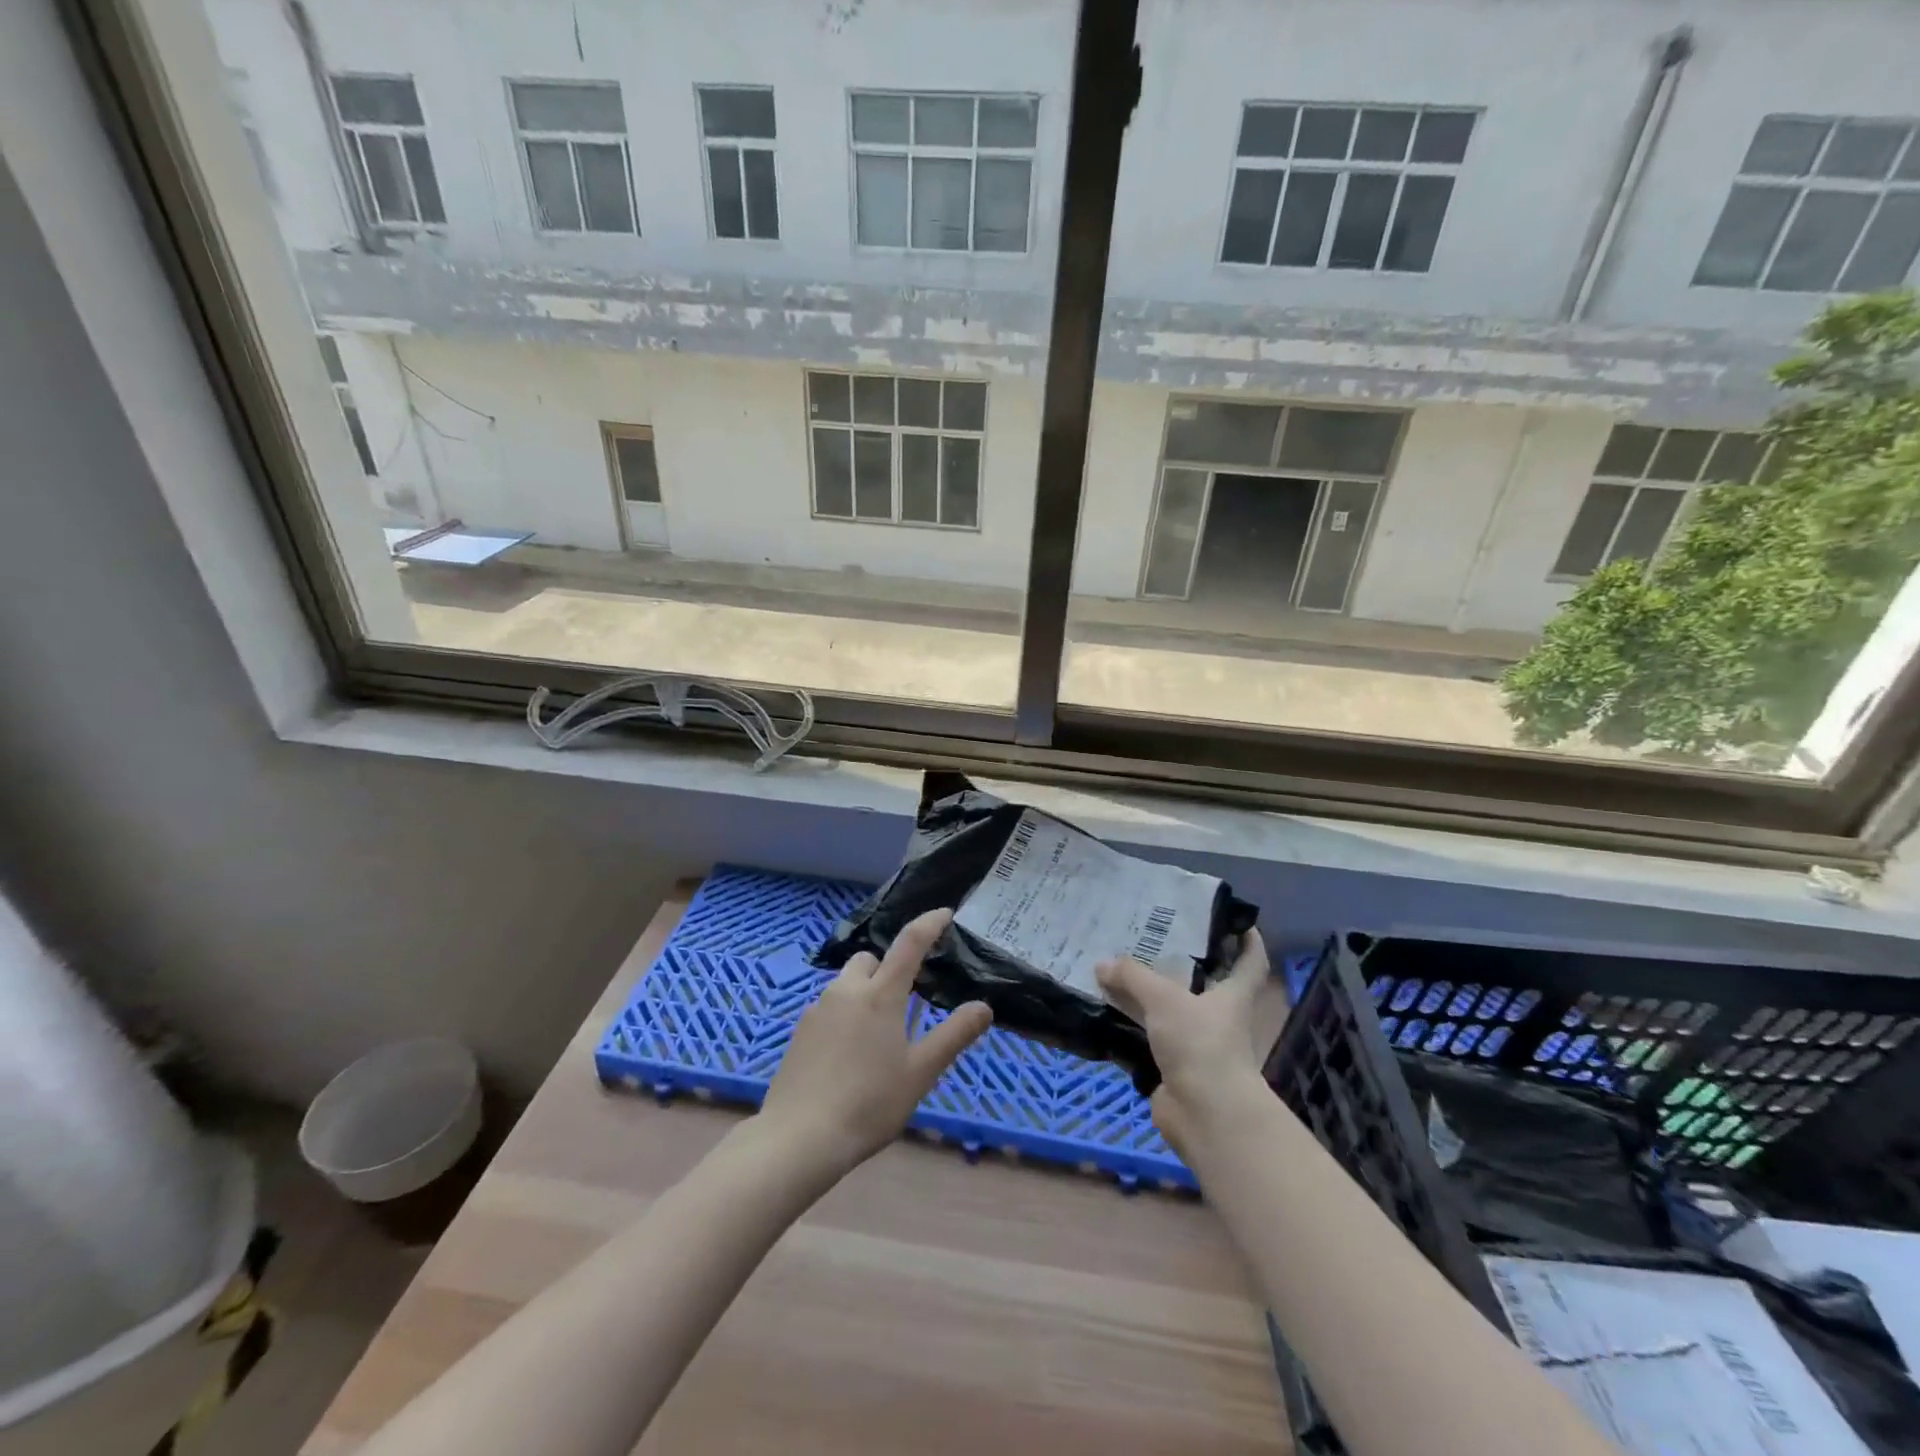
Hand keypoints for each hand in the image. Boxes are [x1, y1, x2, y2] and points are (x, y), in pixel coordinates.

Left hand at [758, 908, 991, 1177]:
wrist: (799, 1137)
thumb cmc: (869, 1103)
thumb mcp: (921, 1072)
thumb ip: (954, 1035)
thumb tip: (983, 1007)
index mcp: (881, 994)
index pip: (910, 943)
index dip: (929, 923)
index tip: (944, 913)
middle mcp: (847, 990)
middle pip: (871, 959)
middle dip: (889, 968)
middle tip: (905, 1002)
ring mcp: (818, 1008)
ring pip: (847, 982)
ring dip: (865, 991)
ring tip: (877, 1034)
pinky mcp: (800, 1029)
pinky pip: (829, 1006)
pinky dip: (844, 1014)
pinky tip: (848, 1053)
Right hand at [1096, 930, 1284, 1159]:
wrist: (1206, 1115)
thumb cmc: (1201, 1044)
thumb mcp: (1164, 999)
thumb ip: (1133, 977)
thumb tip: (1102, 963)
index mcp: (1232, 996)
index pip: (1250, 962)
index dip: (1248, 940)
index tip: (1236, 920)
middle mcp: (1218, 1018)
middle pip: (1203, 983)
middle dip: (1181, 962)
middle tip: (1150, 935)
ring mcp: (1196, 1045)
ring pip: (1170, 1011)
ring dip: (1147, 995)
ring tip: (1117, 968)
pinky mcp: (1173, 1068)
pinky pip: (1148, 1038)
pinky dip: (1130, 1026)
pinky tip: (1105, 1010)